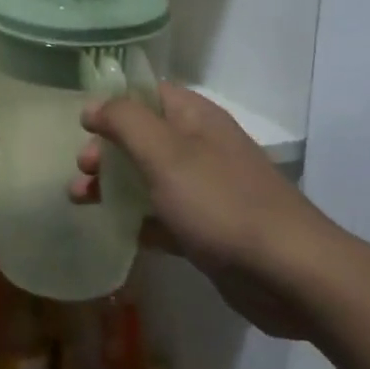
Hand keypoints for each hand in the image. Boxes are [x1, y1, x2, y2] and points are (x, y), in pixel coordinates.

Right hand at [69, 84, 339, 339]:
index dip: (113, 103)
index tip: (82, 124)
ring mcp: (206, 191)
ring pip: (147, 179)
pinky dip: (137, 220)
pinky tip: (115, 230)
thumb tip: (93, 106)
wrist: (289, 274)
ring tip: (80, 201)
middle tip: (82, 170)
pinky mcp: (207, 230)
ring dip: (113, 186)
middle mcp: (201, 148)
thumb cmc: (220, 202)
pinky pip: (161, 217)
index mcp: (196, 119)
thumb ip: (124, 121)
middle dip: (106, 151)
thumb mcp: (164, 152)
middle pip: (141, 138)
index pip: (148, 94)